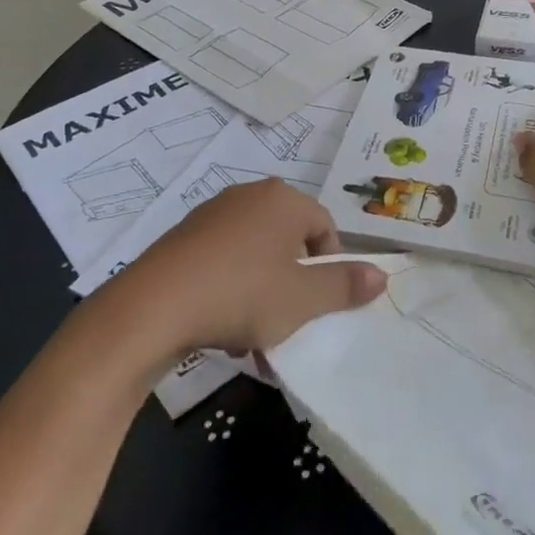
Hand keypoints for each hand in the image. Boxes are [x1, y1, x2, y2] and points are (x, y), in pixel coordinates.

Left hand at [114, 179, 384, 355]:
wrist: (153, 306)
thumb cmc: (242, 294)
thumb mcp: (302, 299)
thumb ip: (345, 285)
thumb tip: (382, 275)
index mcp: (285, 200)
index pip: (325, 227)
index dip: (330, 268)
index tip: (319, 305)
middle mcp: (251, 195)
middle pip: (290, 241)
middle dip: (294, 285)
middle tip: (289, 324)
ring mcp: (214, 213)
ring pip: (257, 254)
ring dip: (264, 293)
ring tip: (253, 338)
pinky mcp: (185, 236)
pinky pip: (225, 259)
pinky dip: (232, 288)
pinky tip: (222, 327)